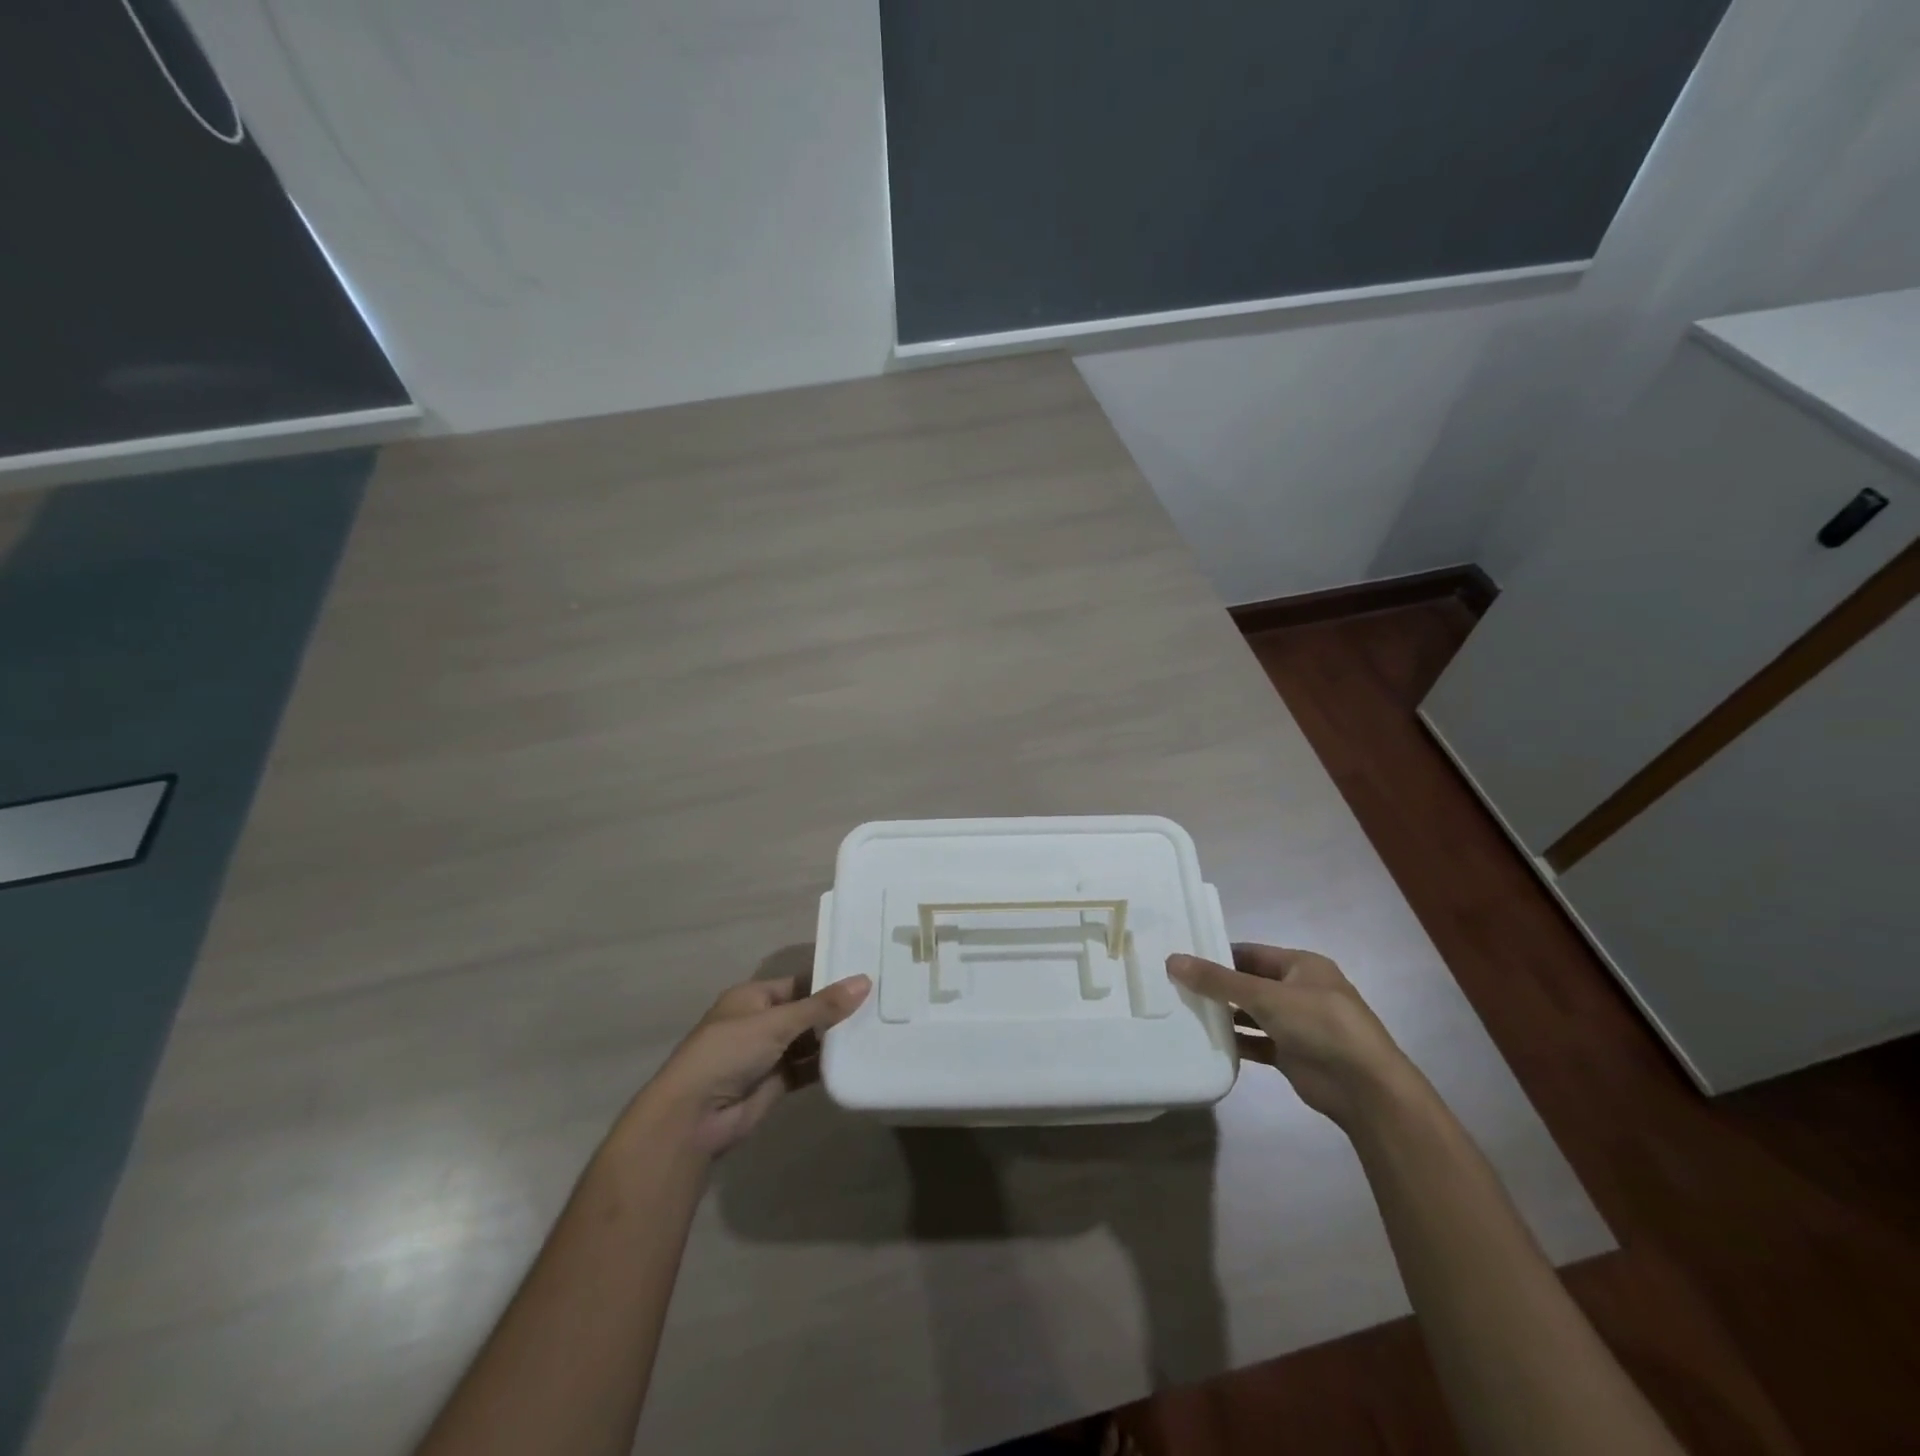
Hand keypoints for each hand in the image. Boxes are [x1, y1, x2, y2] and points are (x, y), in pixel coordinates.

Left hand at [638, 973, 871, 1155]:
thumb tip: (865, 981)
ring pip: (808, 1041)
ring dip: (834, 1039)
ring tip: (877, 1028)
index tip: (867, 978)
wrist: (693, 1117)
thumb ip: (821, 1006)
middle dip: (836, 1011)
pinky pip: (807, 1068)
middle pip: (806, 1012)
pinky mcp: (776, 1083)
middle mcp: (761, 1022)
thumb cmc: (729, 1052)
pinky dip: (826, 1065)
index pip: (799, 982)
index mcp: (754, 997)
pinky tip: (856, 1058)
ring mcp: (768, 1054)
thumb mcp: (776, 1023)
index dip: (829, 981)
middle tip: (881, 1003)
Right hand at [1169, 945, 1416, 1127]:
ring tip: (1184, 1013)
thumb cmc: (1320, 1025)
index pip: (1250, 953)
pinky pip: (1258, 1042)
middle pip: (1249, 983)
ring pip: (1252, 1014)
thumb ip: (1218, 981)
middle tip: (1175, 986)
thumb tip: (1172, 959)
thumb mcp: (1266, 995)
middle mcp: (1300, 991)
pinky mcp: (1293, 1055)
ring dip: (1225, 1015)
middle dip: (1217, 986)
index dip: (1218, 955)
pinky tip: (1208, 1043)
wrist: (1366, 1089)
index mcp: (1301, 965)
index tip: (1183, 959)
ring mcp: (1298, 1025)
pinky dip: (1237, 1042)